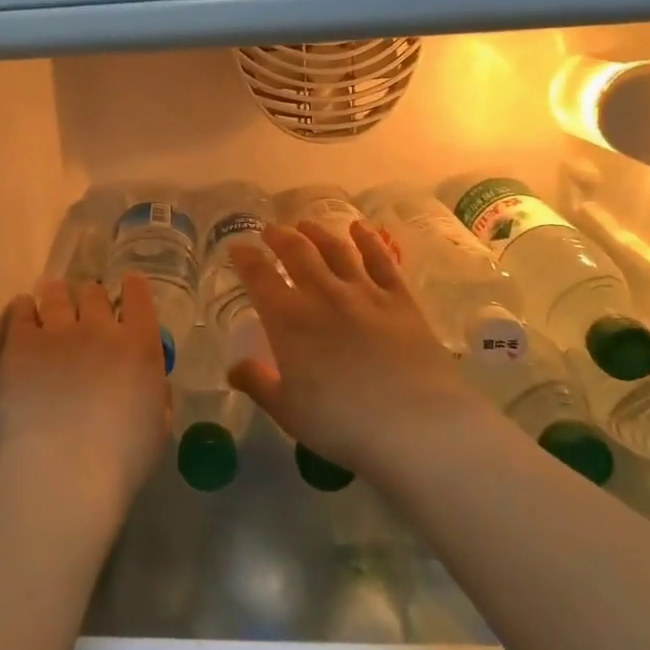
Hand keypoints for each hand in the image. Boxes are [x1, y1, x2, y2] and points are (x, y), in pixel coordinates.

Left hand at [0, 272, 170, 526]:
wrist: (61, 472)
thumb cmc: (119, 462)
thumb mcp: (157, 430)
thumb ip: (156, 396)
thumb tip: (149, 382)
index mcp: (139, 346)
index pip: (139, 297)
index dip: (133, 288)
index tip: (128, 287)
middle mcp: (100, 328)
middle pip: (94, 293)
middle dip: (91, 298)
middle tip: (85, 311)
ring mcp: (58, 332)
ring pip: (56, 294)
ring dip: (57, 296)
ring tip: (52, 300)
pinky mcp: (20, 343)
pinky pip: (21, 311)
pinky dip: (24, 309)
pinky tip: (24, 312)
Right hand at [228, 220, 486, 480]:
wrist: (416, 425)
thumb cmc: (342, 423)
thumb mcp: (288, 411)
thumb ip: (258, 383)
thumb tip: (234, 369)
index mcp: (288, 319)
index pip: (259, 277)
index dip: (245, 258)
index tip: (237, 247)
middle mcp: (323, 294)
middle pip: (296, 252)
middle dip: (279, 236)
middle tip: (270, 230)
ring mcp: (364, 292)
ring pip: (336, 249)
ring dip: (317, 233)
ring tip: (305, 224)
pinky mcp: (400, 300)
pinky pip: (380, 261)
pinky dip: (368, 240)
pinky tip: (360, 229)